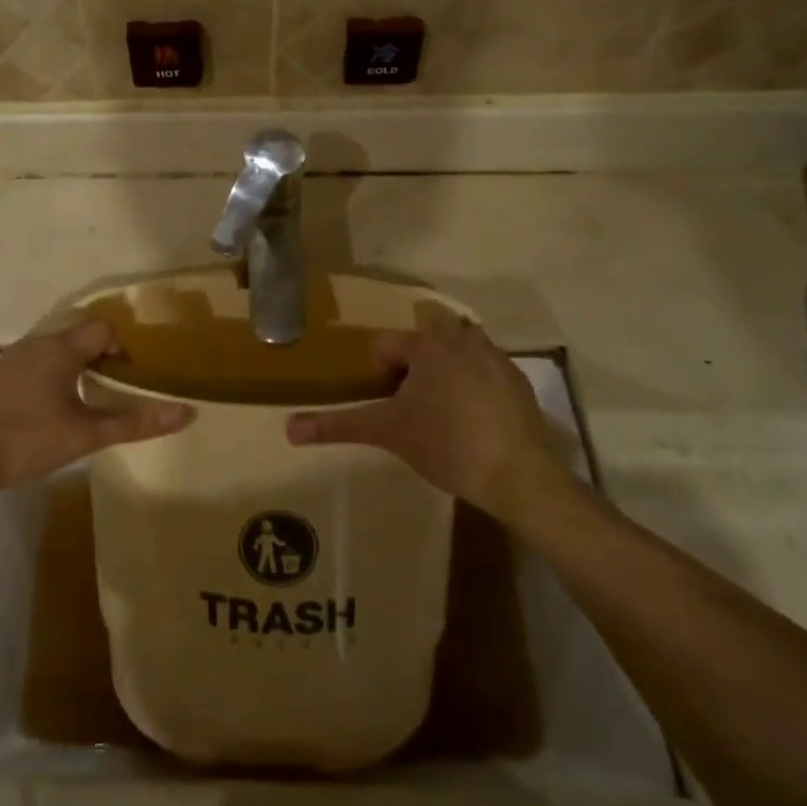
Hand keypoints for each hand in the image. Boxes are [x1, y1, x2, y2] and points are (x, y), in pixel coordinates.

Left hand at [0, 320, 191, 499]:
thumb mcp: (85, 435)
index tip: (129, 379)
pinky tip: (47, 410)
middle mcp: (36, 343)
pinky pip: (33, 363)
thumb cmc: (25, 439)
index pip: (103, 328)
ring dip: (74, 366)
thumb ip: (135, 422)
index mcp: (60, 348)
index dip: (122, 348)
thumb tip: (187, 412)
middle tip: (112, 388)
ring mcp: (11, 358)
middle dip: (100, 356)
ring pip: (53, 349)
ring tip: (84, 400)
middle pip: (78, 334)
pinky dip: (50, 376)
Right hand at [286, 313, 573, 523]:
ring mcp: (494, 358)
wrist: (518, 475)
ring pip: (461, 344)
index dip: (379, 371)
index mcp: (426, 346)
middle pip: (428, 330)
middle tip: (412, 393)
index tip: (387, 402)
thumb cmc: (446, 445)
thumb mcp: (387, 433)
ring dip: (448, 361)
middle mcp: (461, 340)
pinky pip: (487, 366)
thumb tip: (288, 429)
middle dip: (417, 354)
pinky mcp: (518, 381)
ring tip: (442, 402)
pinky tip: (475, 416)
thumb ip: (338, 425)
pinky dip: (476, 380)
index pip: (386, 343)